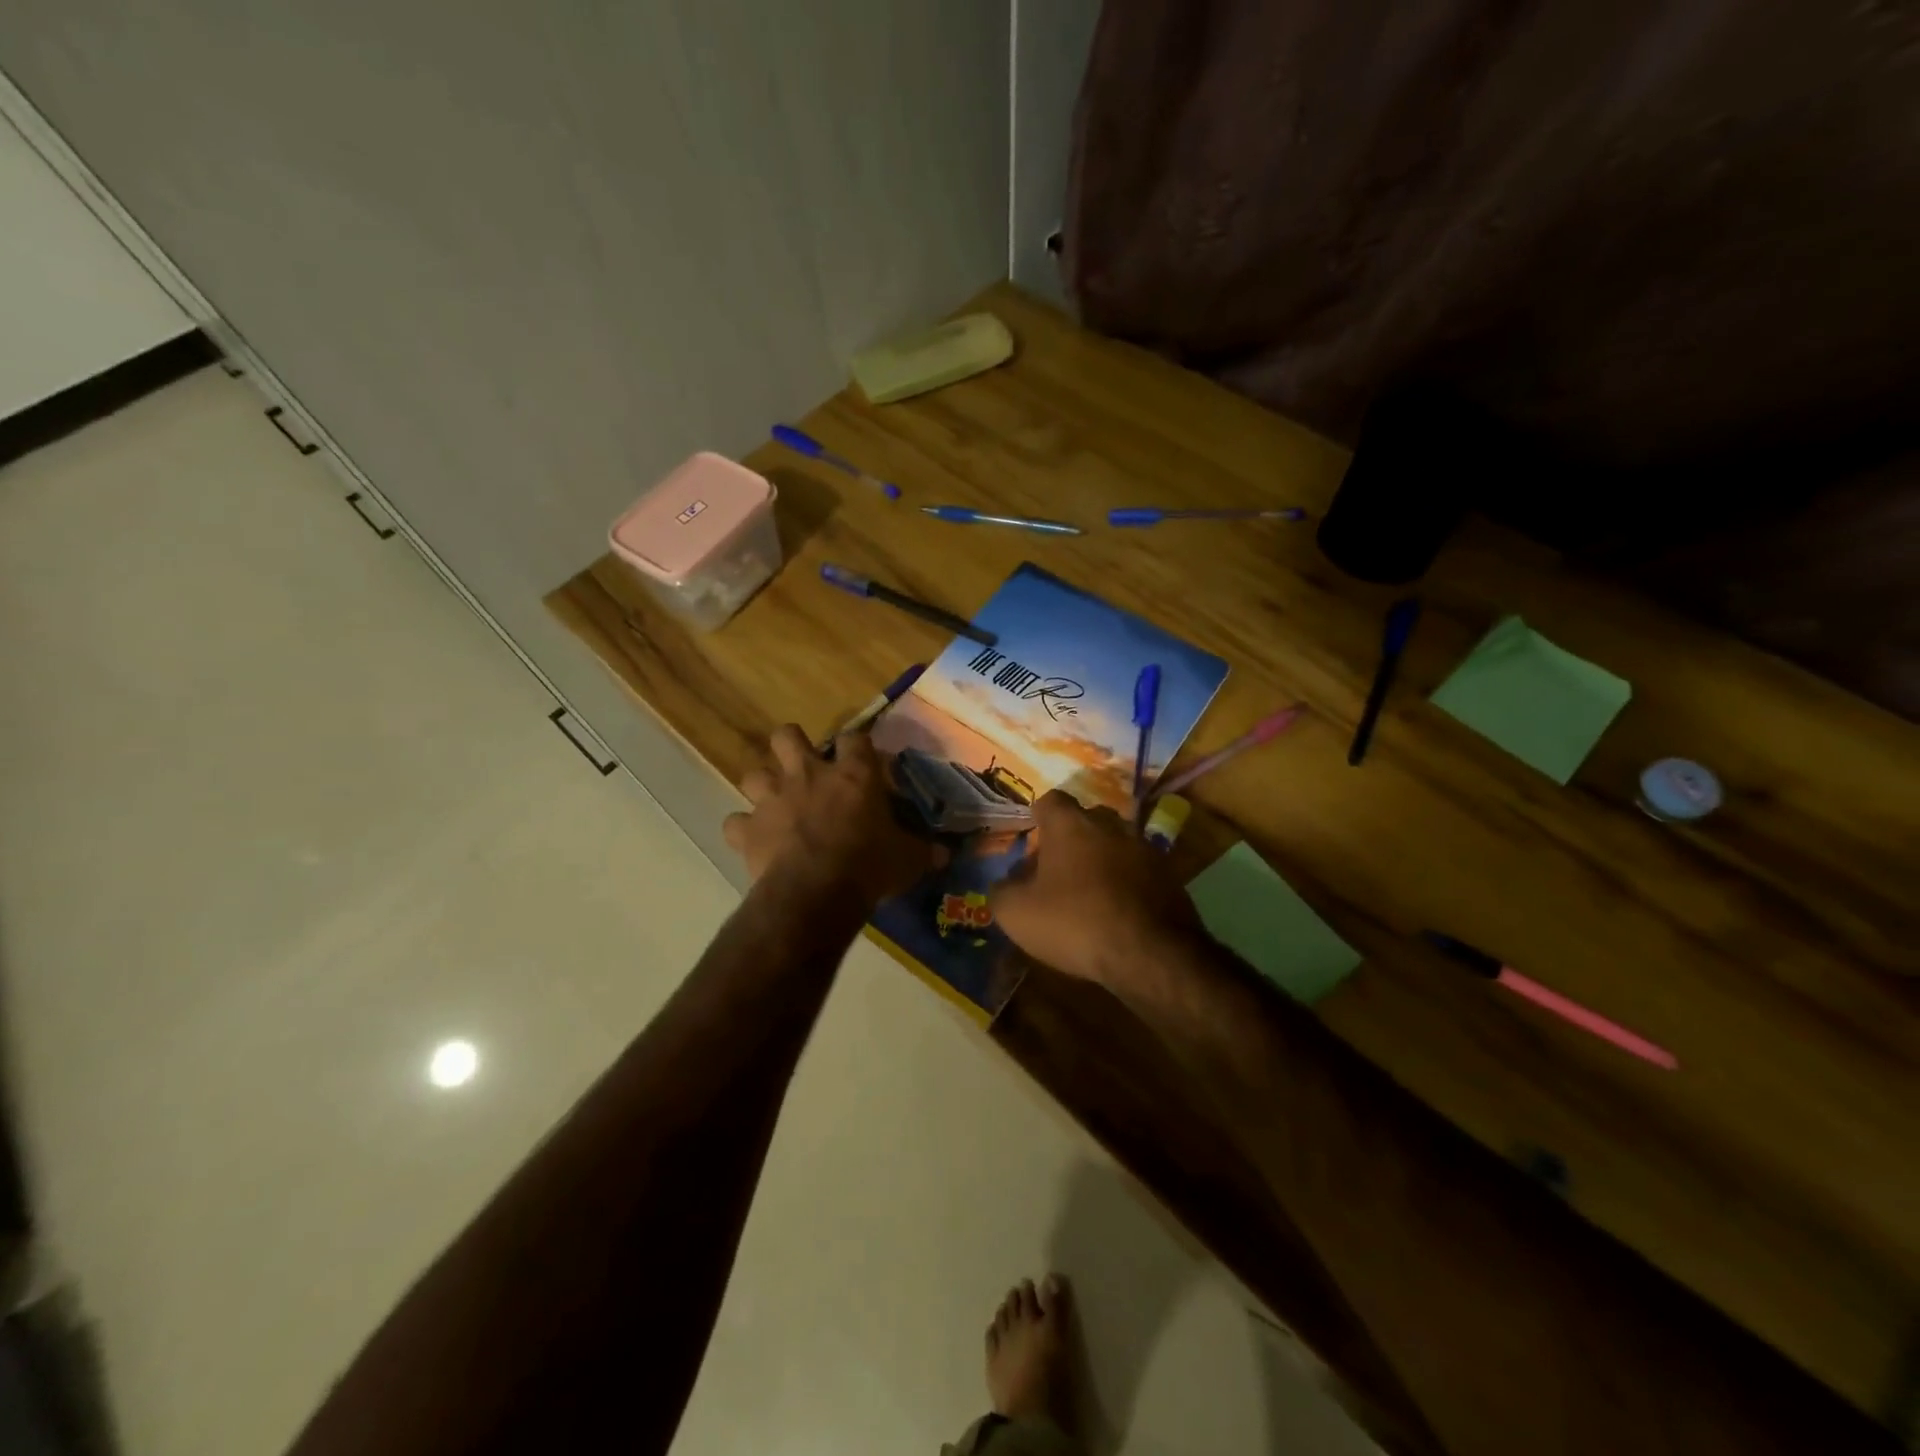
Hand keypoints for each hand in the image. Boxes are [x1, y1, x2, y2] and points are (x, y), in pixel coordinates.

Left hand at [723, 725, 944, 907]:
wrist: (816, 894)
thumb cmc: (869, 867)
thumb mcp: (909, 859)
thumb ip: (925, 851)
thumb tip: (948, 853)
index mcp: (853, 775)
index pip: (856, 738)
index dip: (858, 746)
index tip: (863, 759)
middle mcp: (808, 775)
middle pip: (786, 735)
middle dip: (792, 746)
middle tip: (804, 767)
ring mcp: (773, 800)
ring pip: (753, 774)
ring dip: (763, 787)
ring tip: (776, 804)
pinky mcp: (749, 830)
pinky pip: (735, 823)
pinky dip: (743, 830)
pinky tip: (753, 840)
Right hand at [990, 791, 1204, 987]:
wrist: (1151, 954)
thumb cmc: (1075, 922)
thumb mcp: (1017, 913)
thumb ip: (1002, 891)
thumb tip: (1005, 883)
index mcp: (1070, 824)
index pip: (1050, 801)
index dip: (1039, 817)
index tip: (1032, 838)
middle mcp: (1110, 825)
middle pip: (1086, 819)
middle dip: (1071, 837)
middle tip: (1057, 868)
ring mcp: (1144, 848)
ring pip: (1115, 844)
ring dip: (1101, 860)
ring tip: (1088, 893)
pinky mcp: (1169, 876)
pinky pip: (1138, 871)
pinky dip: (1126, 883)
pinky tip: (1117, 912)